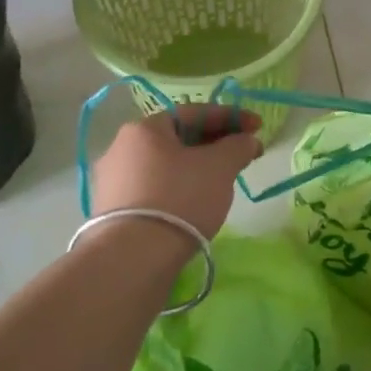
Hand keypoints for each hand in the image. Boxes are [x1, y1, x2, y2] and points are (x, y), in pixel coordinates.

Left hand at [91, 105, 263, 240]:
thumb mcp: (220, 166)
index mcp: (144, 128)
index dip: (232, 117)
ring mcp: (112, 181)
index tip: (258, 127)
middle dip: (215, 143)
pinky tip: (196, 202)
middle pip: (178, 138)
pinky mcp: (112, 211)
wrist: (133, 258)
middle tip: (243, 154)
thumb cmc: (180, 198)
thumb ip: (238, 146)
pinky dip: (179, 188)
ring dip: (197, 166)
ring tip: (223, 180)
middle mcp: (121, 147)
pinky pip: (155, 188)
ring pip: (166, 164)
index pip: (194, 112)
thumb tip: (247, 140)